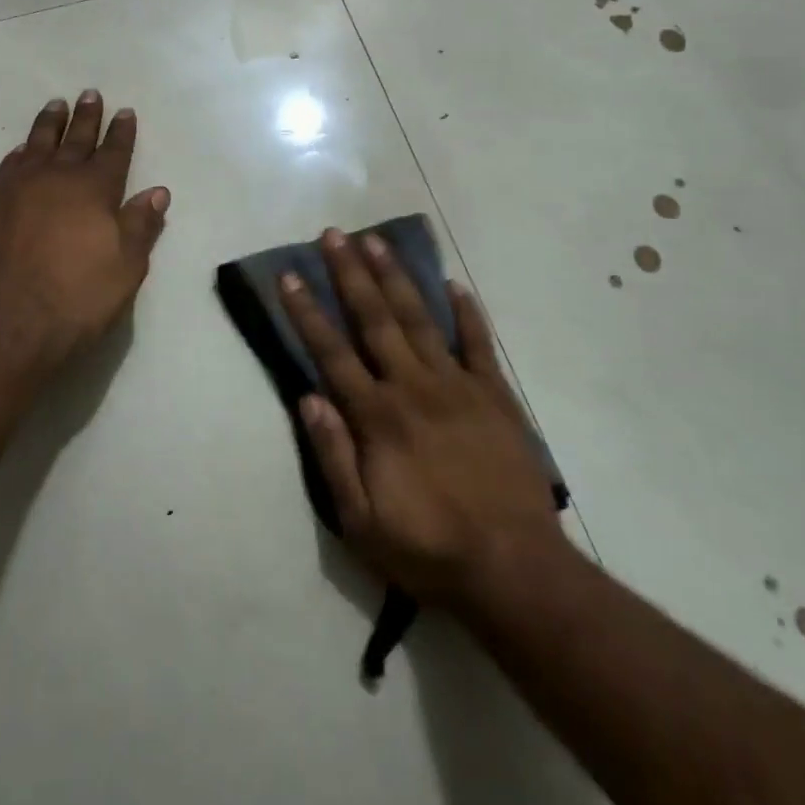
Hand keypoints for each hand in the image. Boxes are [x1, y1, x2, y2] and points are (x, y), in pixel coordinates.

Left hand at [0, 91, 169, 379]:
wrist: (1, 327)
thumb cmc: (75, 300)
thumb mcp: (125, 268)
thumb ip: (140, 225)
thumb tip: (157, 191)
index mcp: (93, 190)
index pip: (113, 152)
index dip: (121, 132)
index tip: (125, 111)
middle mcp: (54, 179)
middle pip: (74, 139)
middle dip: (86, 117)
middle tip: (90, 94)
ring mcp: (14, 190)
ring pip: (35, 145)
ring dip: (48, 125)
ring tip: (55, 106)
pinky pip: (6, 169)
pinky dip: (18, 155)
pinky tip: (20, 152)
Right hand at [279, 229, 568, 608]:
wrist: (513, 568)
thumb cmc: (428, 549)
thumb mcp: (361, 521)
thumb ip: (333, 456)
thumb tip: (309, 397)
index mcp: (377, 417)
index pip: (332, 353)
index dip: (307, 312)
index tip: (290, 275)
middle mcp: (413, 388)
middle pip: (375, 320)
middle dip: (350, 275)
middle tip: (333, 235)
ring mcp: (458, 387)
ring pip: (420, 320)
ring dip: (396, 278)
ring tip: (377, 242)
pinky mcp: (495, 396)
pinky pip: (478, 345)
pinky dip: (467, 313)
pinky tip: (455, 285)